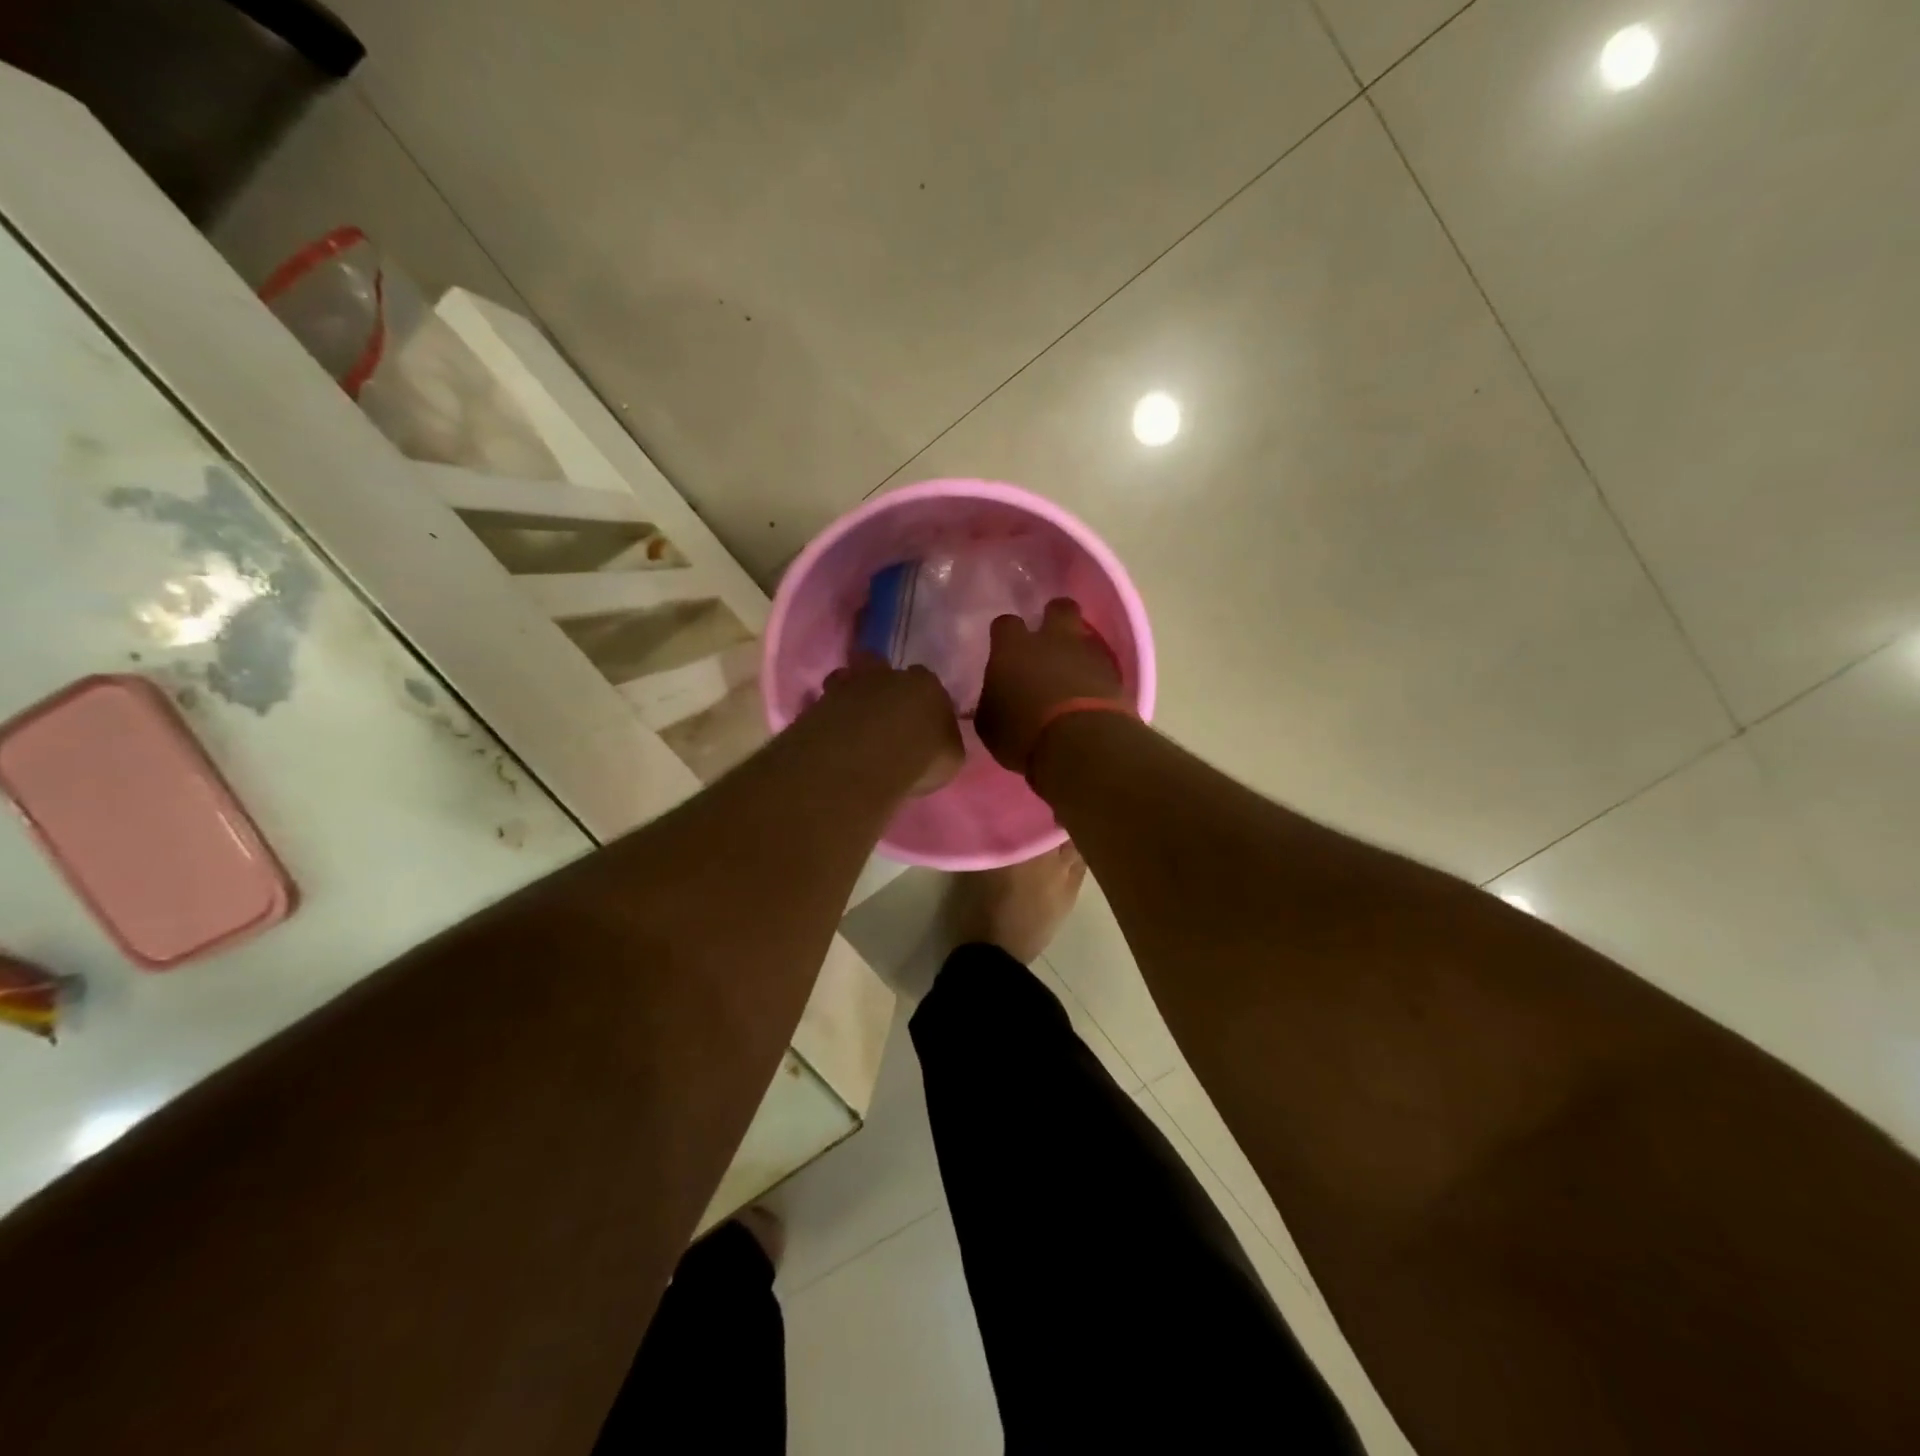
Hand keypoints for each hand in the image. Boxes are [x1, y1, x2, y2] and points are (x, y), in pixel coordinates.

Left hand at [819, 654, 964, 795]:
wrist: (864, 759)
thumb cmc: (920, 757)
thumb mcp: (950, 758)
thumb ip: (944, 742)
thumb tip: (938, 742)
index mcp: (926, 684)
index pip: (927, 683)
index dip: (922, 700)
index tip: (918, 720)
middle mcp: (887, 675)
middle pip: (880, 667)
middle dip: (880, 685)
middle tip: (881, 714)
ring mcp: (848, 685)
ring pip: (846, 680)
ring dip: (849, 697)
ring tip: (851, 724)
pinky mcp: (818, 703)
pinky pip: (824, 706)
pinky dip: (828, 717)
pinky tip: (832, 737)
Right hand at [976, 598, 1126, 771]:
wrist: (1082, 742)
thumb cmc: (1022, 733)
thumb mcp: (990, 725)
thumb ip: (992, 702)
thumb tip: (995, 697)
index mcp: (1013, 648)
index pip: (1005, 624)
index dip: (1005, 634)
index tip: (1004, 647)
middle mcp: (1052, 640)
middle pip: (1059, 608)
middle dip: (1054, 616)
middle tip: (1049, 638)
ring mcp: (1087, 654)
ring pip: (1085, 635)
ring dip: (1077, 649)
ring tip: (1071, 672)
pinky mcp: (1115, 675)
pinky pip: (1102, 665)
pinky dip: (1095, 675)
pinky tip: (1089, 693)